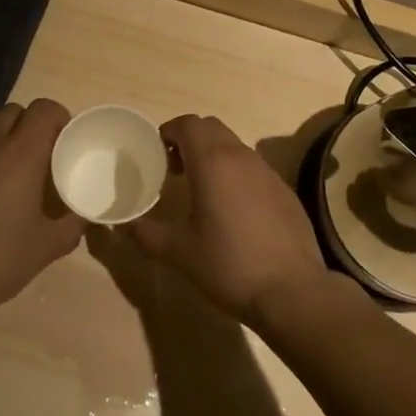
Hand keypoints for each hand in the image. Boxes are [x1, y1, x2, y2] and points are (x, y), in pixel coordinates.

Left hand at [0, 99, 82, 359]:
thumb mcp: (43, 249)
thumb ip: (71, 226)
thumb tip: (82, 216)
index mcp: (19, 153)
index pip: (45, 109)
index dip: (59, 119)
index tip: (64, 143)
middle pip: (15, 112)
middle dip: (30, 128)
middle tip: (38, 161)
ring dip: (1, 140)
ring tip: (5, 176)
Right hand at [126, 114, 332, 327]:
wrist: (293, 291)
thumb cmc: (230, 266)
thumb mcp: (180, 253)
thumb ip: (147, 234)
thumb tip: (123, 225)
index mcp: (213, 162)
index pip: (188, 124)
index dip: (169, 131)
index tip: (157, 154)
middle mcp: (241, 157)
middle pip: (211, 127)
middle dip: (190, 139)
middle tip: (175, 169)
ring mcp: (267, 171)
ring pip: (234, 145)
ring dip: (213, 155)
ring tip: (202, 189)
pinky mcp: (284, 190)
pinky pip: (253, 167)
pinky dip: (236, 173)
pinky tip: (234, 210)